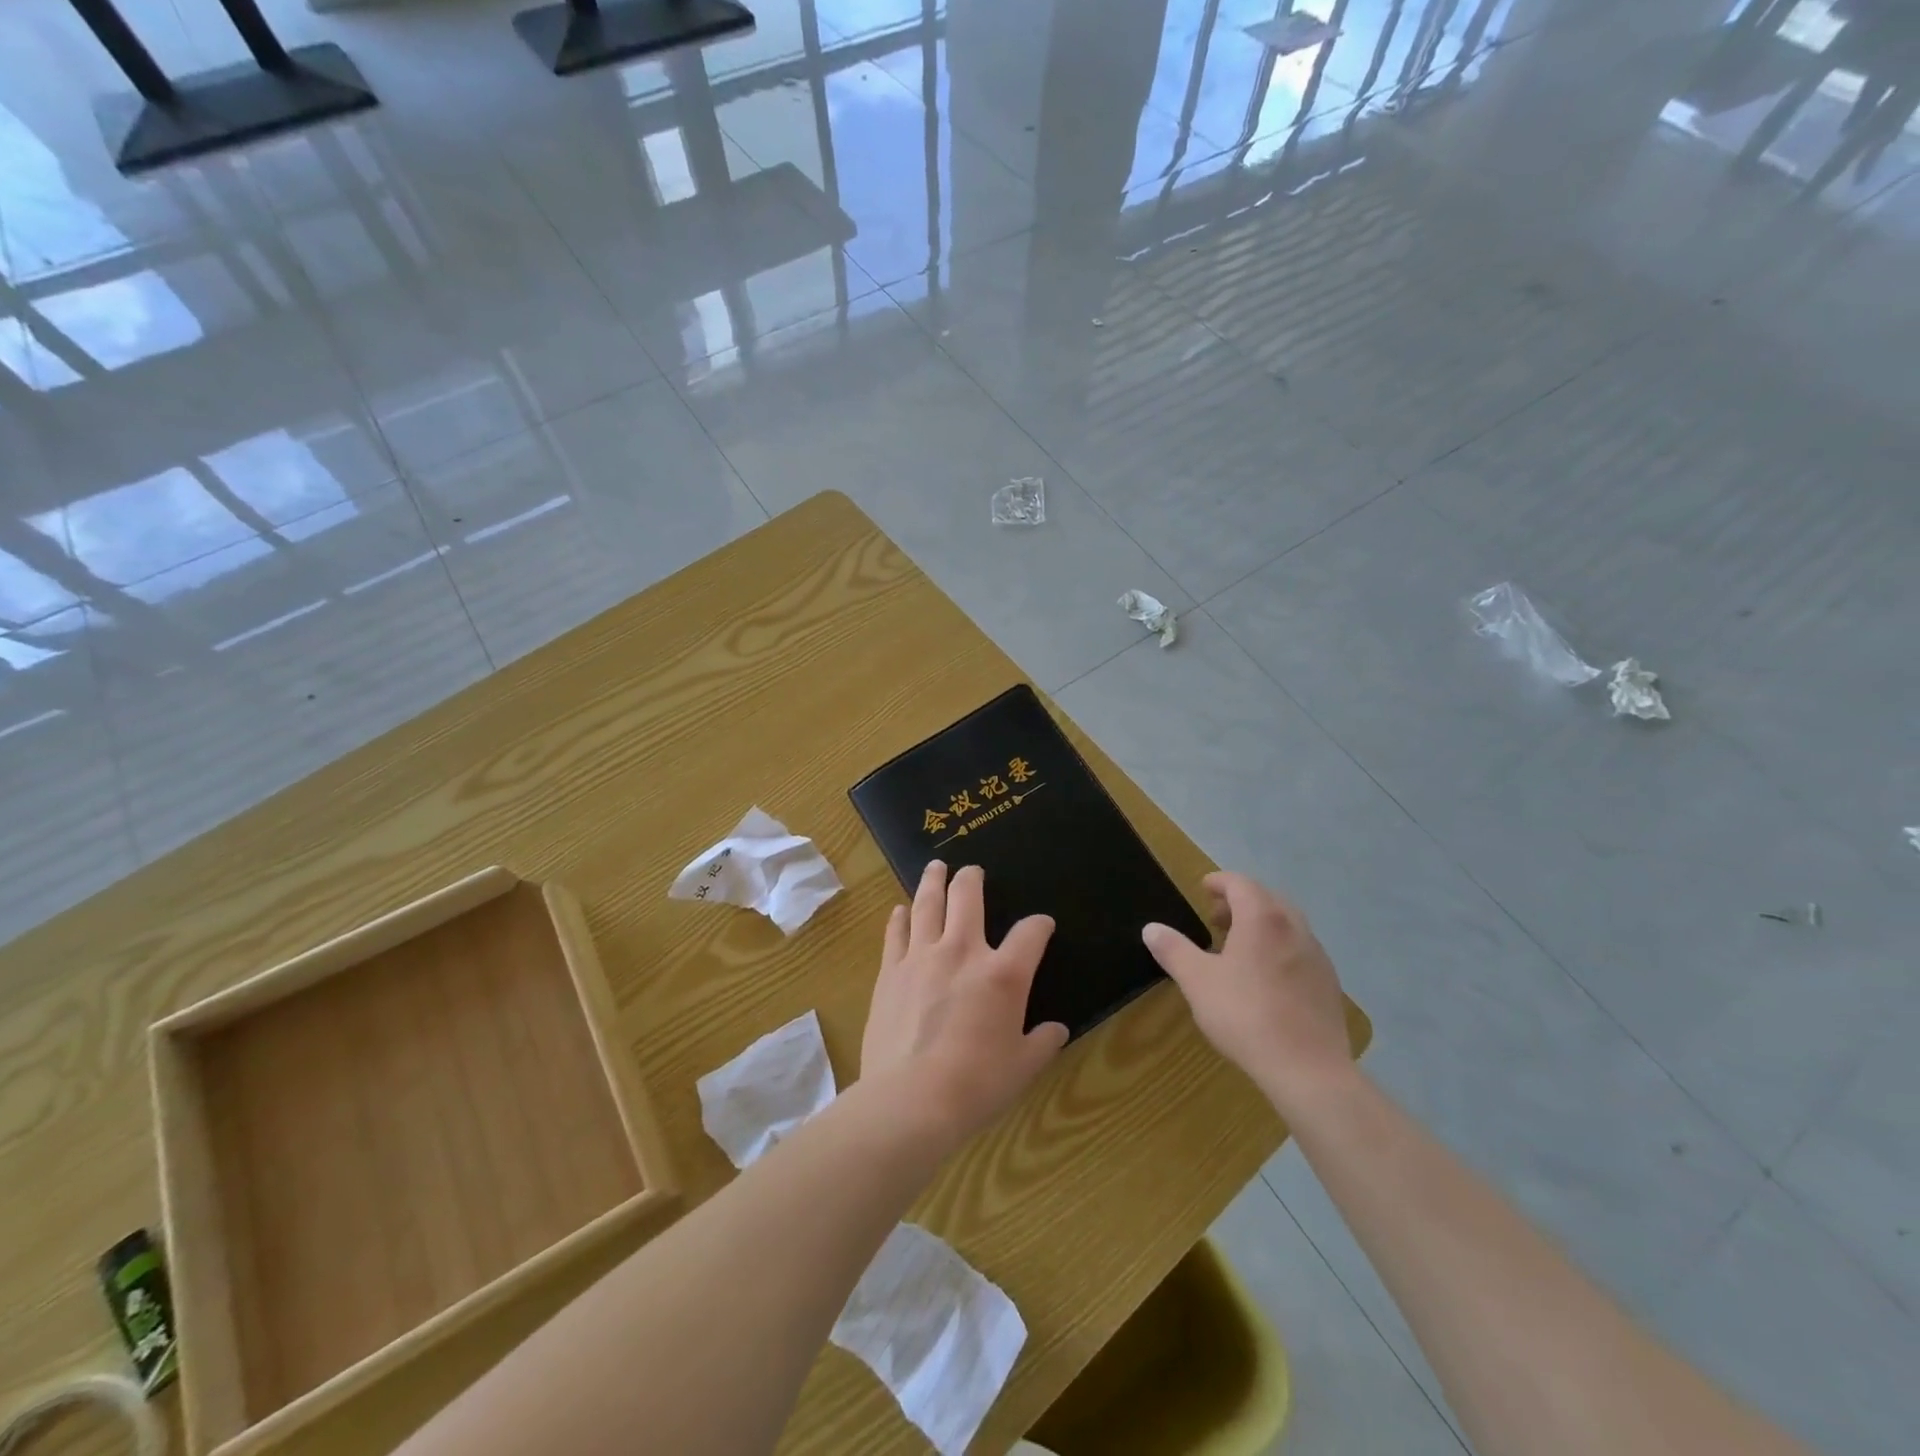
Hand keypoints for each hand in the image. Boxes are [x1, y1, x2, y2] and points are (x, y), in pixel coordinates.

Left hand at [860, 861, 1068, 1144]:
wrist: (911, 1099)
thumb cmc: (976, 1085)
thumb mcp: (1022, 1068)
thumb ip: (1042, 1042)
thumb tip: (1056, 1030)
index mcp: (1003, 974)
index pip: (1030, 933)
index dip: (1040, 925)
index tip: (1042, 925)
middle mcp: (962, 952)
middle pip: (968, 897)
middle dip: (973, 879)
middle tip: (972, 870)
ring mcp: (922, 957)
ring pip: (927, 904)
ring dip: (933, 882)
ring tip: (935, 867)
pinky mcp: (890, 972)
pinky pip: (896, 933)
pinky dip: (899, 918)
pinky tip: (900, 910)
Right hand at [1142, 872, 1352, 1112]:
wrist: (1308, 1069)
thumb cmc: (1246, 1015)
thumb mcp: (1197, 981)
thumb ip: (1173, 950)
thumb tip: (1151, 929)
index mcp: (1262, 919)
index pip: (1241, 884)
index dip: (1220, 882)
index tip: (1203, 888)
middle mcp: (1294, 928)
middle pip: (1267, 899)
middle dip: (1241, 902)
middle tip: (1216, 919)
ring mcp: (1316, 955)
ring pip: (1287, 924)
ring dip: (1261, 925)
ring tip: (1238, 948)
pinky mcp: (1328, 983)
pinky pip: (1300, 950)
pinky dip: (1279, 948)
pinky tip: (1265, 978)